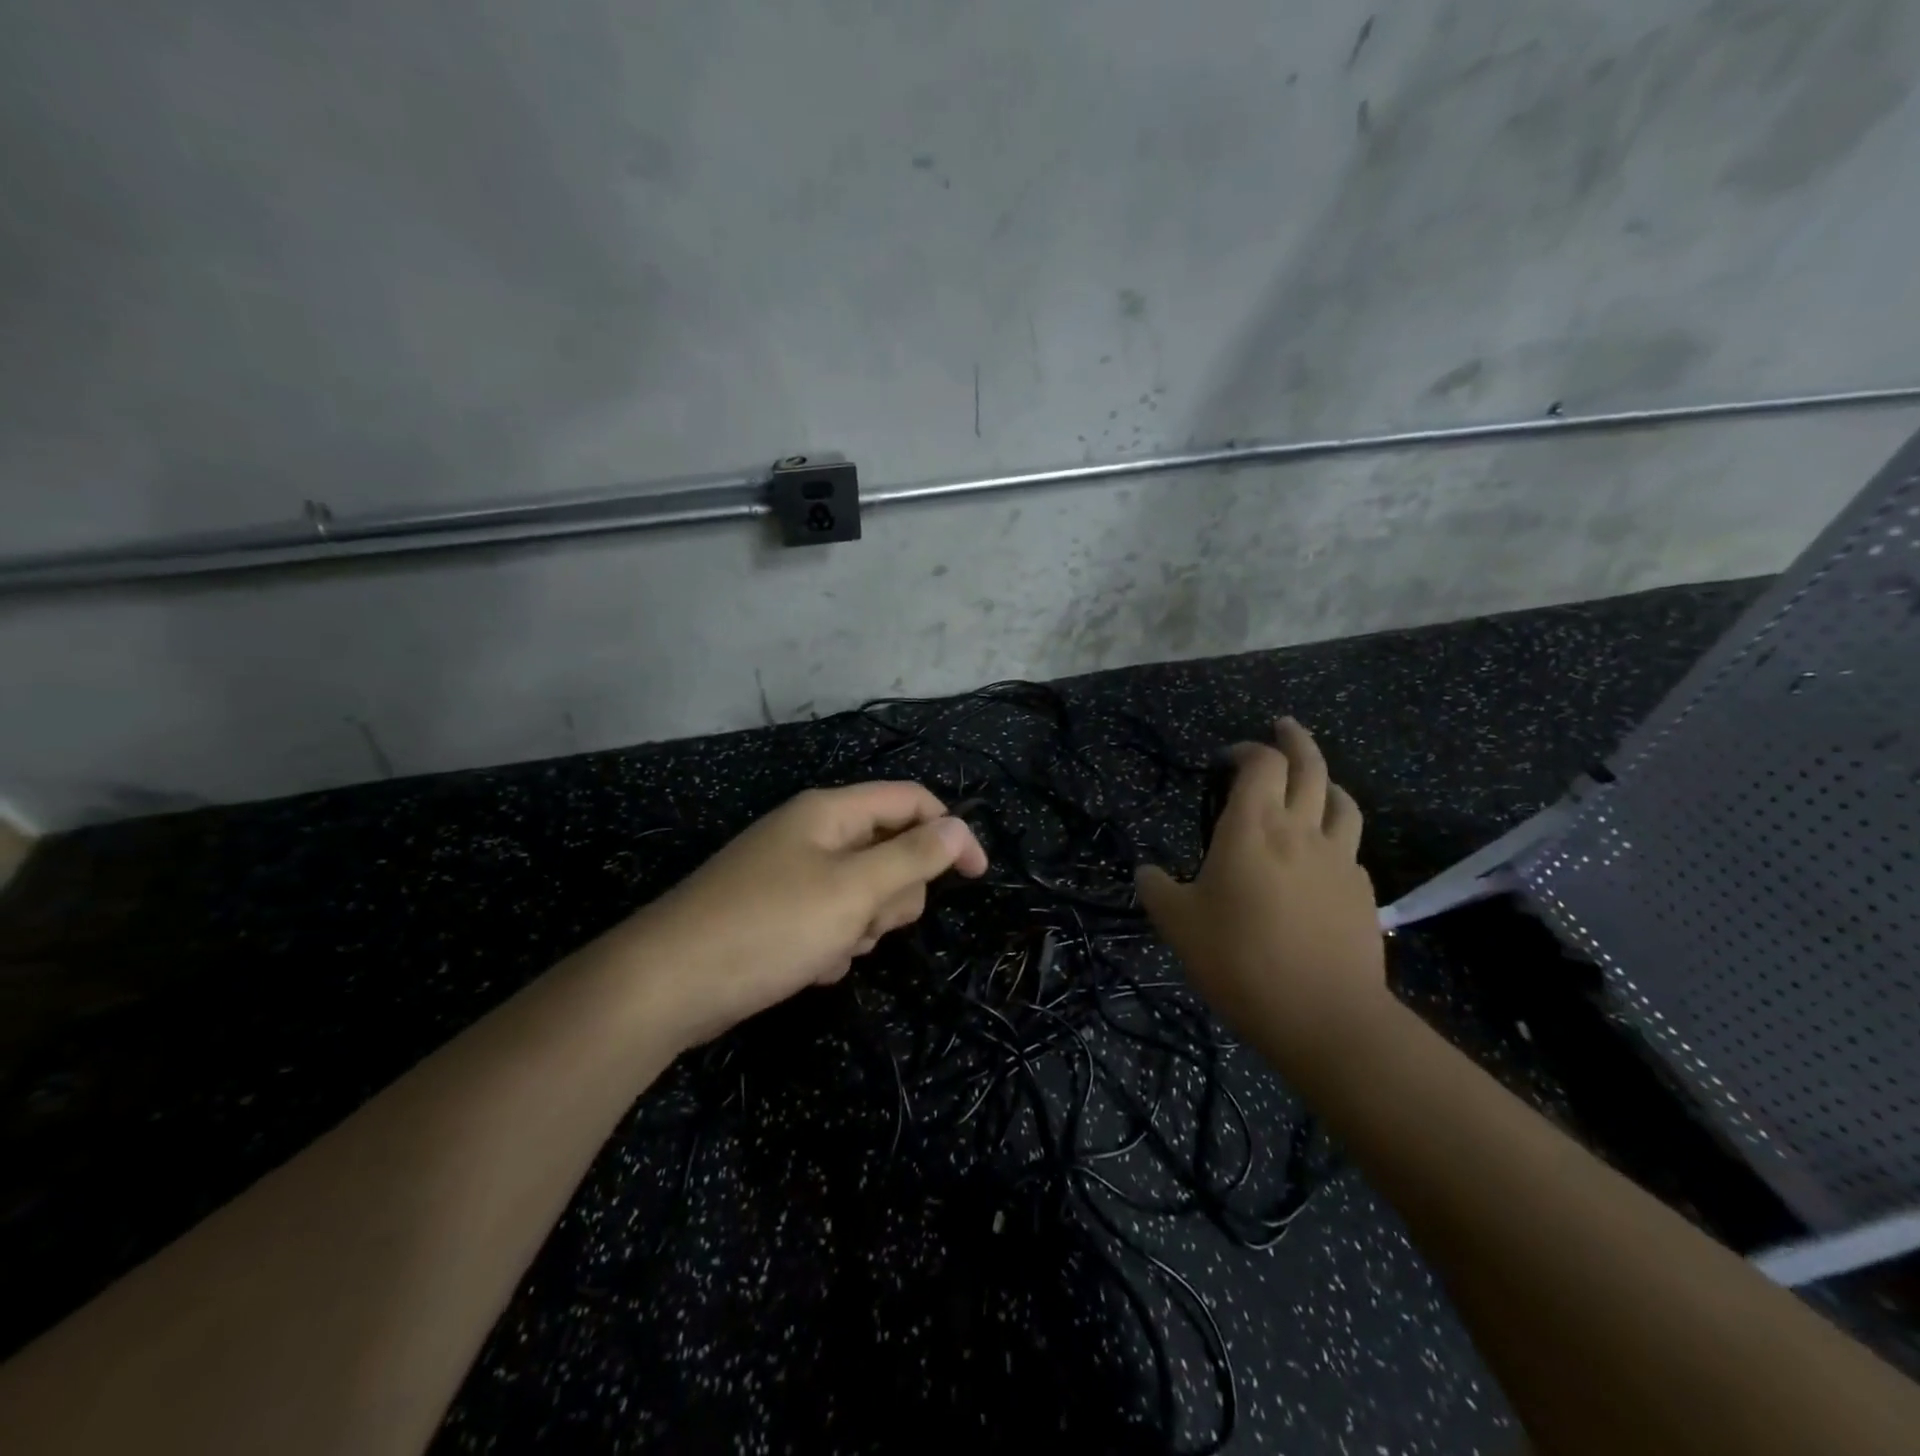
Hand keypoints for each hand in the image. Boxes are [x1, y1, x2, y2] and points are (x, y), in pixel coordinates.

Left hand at [618, 782, 987, 1046]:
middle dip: (894, 892)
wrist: (668, 984)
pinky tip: (809, 965)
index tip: (977, 877)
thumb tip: (958, 828)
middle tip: (868, 920)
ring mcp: (792, 872)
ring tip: (831, 947)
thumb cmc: (771, 927)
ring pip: (864, 890)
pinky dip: (832, 943)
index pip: (912, 801)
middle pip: (890, 848)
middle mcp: (813, 832)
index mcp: (831, 811)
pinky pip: (831, 918)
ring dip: (863, 924)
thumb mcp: (854, 891)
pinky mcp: (777, 911)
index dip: (950, 832)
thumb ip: (913, 857)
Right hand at [1136, 718, 1387, 1068]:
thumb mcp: (1177, 924)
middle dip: (1295, 740)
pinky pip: (1350, 846)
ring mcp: (1339, 859)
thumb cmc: (1239, 959)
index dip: (1246, 749)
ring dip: (1326, 780)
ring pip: (1342, 800)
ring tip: (1315, 781)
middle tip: (1284, 725)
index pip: (1260, 763)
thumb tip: (1146, 873)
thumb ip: (1156, 890)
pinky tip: (1323, 854)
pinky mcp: (1361, 892)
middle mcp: (1301, 829)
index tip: (1227, 757)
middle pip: (1309, 766)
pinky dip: (1336, 832)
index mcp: (1253, 826)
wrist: (1323, 1015)